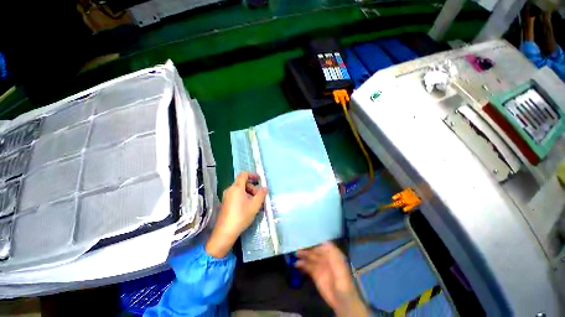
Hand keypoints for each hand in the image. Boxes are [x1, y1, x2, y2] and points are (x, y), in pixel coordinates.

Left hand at [206, 171, 266, 257]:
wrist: (225, 232)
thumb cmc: (241, 215)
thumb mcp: (255, 205)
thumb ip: (261, 194)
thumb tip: (265, 188)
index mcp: (236, 187)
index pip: (244, 174)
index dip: (252, 174)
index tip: (259, 179)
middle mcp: (230, 189)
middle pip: (242, 183)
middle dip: (252, 187)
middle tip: (259, 196)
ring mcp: (226, 196)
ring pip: (239, 190)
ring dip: (249, 193)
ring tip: (255, 203)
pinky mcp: (225, 203)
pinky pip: (236, 195)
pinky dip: (243, 197)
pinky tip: (248, 206)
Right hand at [296, 242, 368, 316]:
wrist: (342, 300)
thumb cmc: (343, 281)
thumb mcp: (340, 265)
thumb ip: (332, 253)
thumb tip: (324, 241)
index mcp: (332, 254)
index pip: (322, 244)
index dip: (315, 241)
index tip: (306, 237)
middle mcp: (325, 258)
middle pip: (314, 250)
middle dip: (307, 248)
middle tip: (297, 245)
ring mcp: (320, 266)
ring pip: (310, 258)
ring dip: (303, 255)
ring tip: (295, 254)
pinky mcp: (315, 275)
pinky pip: (307, 267)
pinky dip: (302, 265)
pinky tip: (296, 264)